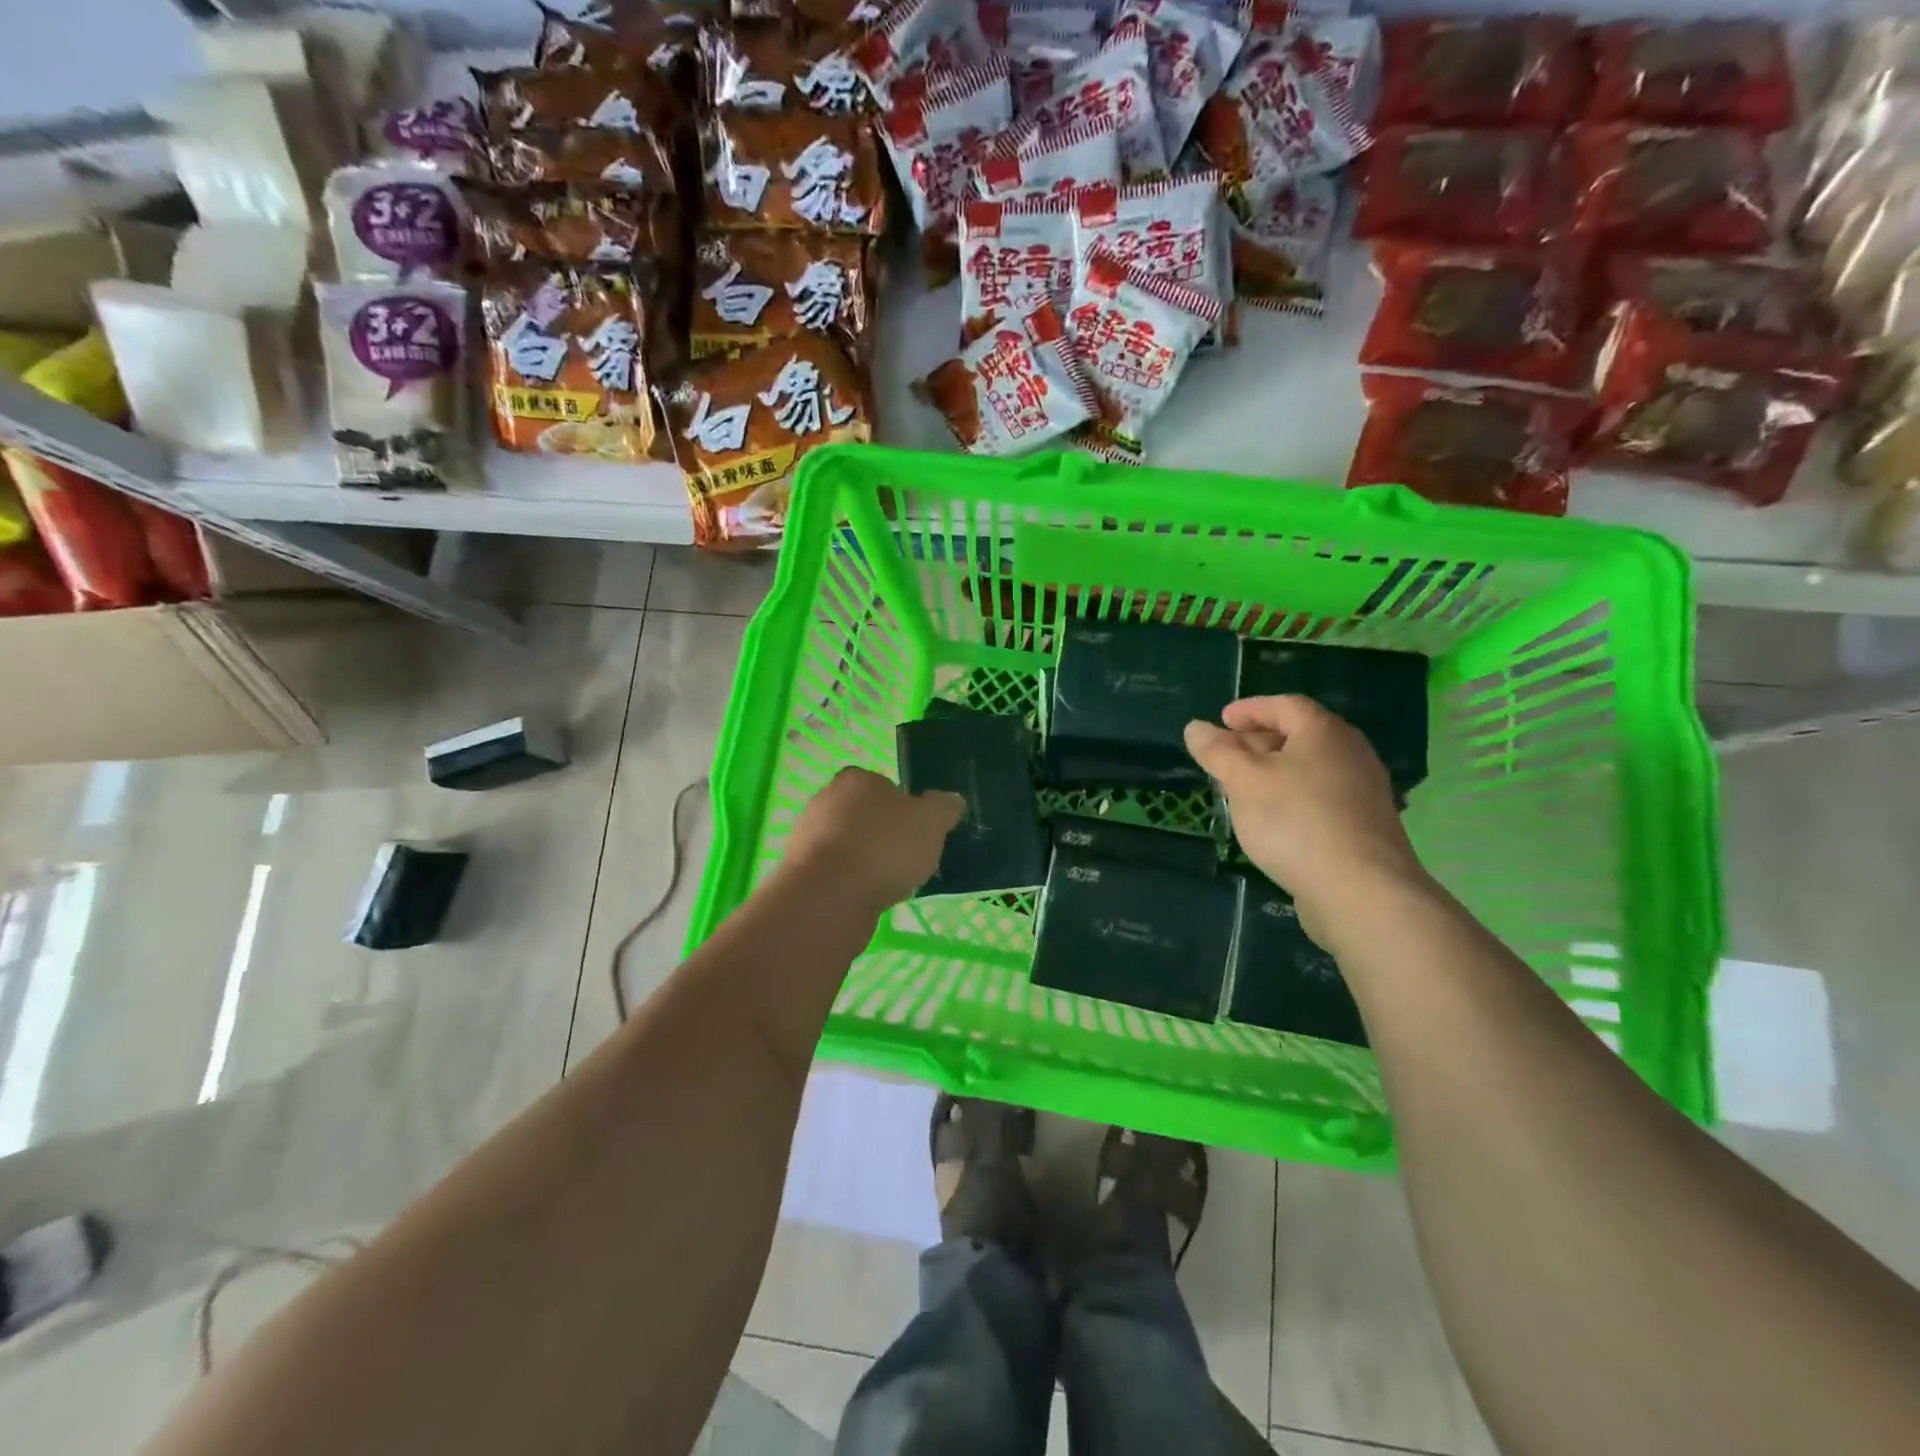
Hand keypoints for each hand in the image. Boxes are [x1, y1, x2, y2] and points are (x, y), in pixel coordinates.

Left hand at [781, 768, 964, 912]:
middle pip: (865, 815)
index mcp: (857, 779)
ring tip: (889, 884)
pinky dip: (851, 883)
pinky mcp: (799, 870)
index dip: (904, 808)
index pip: (884, 786)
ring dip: (866, 861)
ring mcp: (807, 836)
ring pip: (848, 845)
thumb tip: (951, 800)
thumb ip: (944, 808)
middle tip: (907, 860)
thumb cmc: (883, 848)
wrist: (827, 897)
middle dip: (883, 835)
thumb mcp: (931, 822)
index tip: (917, 833)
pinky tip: (866, 898)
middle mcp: (826, 799)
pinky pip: (835, 872)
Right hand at [1184, 696, 1429, 943]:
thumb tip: (1195, 728)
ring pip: (1309, 769)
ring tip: (1242, 790)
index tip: (1221, 720)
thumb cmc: (1294, 821)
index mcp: (1324, 732)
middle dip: (1257, 742)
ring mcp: (1363, 791)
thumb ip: (1217, 751)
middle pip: (1299, 735)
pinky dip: (1292, 797)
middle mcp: (1351, 753)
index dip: (1249, 709)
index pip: (1284, 705)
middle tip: (1225, 757)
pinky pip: (1321, 797)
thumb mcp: (1243, 781)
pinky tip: (1273, 821)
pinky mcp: (1365, 825)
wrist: (1360, 890)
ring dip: (1273, 773)